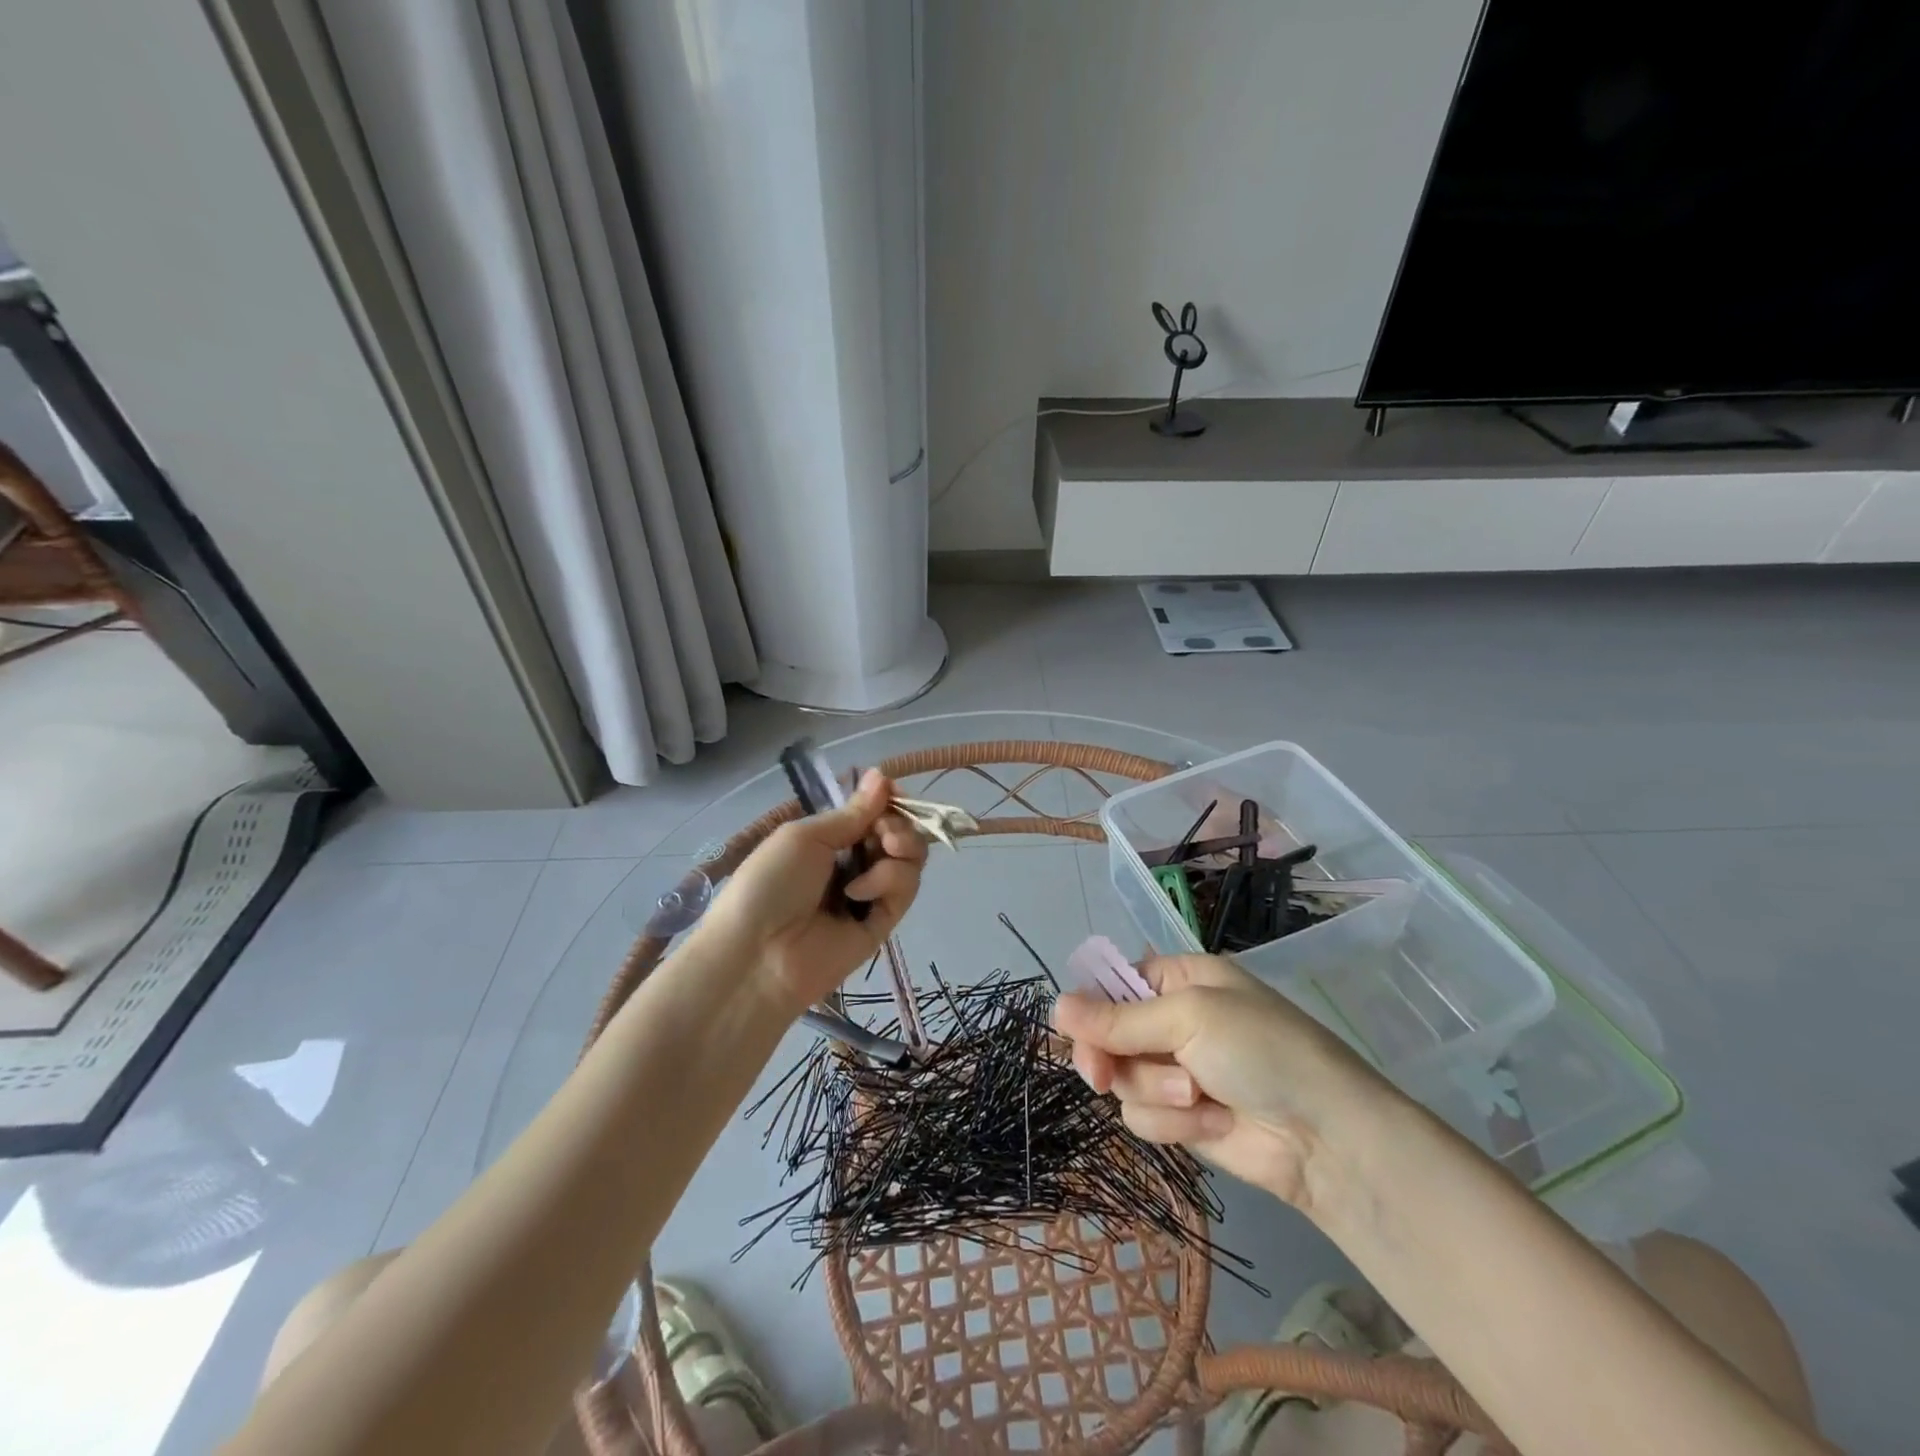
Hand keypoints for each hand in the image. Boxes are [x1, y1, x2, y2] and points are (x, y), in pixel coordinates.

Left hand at [700, 769, 928, 1010]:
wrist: (758, 955)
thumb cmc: (770, 883)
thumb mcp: (806, 836)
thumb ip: (852, 812)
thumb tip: (883, 774)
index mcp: (828, 839)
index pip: (873, 812)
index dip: (888, 801)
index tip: (893, 793)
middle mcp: (852, 862)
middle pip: (899, 833)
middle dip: (899, 824)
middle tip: (884, 831)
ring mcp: (869, 892)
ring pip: (910, 859)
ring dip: (901, 847)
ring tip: (881, 853)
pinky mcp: (883, 922)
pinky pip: (905, 889)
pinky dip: (889, 881)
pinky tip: (859, 891)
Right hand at [1053, 954, 1396, 1209]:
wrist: (1326, 1137)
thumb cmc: (1262, 1050)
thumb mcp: (1188, 1018)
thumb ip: (1118, 1019)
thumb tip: (1055, 1006)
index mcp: (1178, 979)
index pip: (1112, 984)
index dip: (1090, 1009)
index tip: (1076, 1032)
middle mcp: (1172, 1021)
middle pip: (1106, 1036)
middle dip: (1112, 1058)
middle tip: (1103, 1076)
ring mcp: (1176, 1071)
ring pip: (1123, 1080)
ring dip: (1157, 1092)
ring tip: (1200, 1096)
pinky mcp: (1183, 1118)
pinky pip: (1144, 1118)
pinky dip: (1175, 1123)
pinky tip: (1215, 1122)